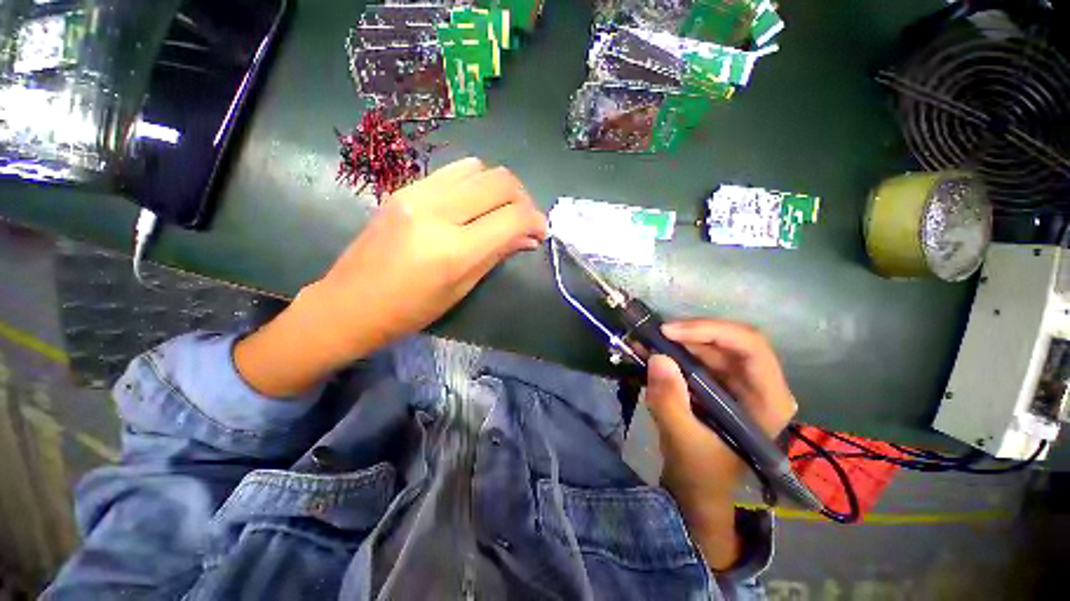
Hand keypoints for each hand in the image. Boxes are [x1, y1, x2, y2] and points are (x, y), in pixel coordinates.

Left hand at [235, 158, 547, 396]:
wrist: (350, 303)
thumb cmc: (411, 310)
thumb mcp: (462, 287)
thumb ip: (497, 254)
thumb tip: (528, 237)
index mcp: (454, 249)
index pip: (512, 217)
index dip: (536, 220)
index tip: (541, 231)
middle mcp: (437, 212)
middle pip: (499, 181)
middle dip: (523, 198)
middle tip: (524, 218)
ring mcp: (417, 194)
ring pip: (478, 167)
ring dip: (499, 186)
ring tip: (500, 208)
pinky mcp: (404, 188)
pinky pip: (452, 171)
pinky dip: (474, 182)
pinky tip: (472, 203)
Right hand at [643, 319, 796, 570]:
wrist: (695, 488)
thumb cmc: (699, 472)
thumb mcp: (682, 440)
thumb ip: (670, 401)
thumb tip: (657, 357)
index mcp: (767, 400)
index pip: (751, 347)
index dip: (711, 331)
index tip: (670, 332)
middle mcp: (758, 384)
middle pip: (728, 341)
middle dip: (689, 334)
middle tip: (654, 334)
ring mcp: (737, 382)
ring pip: (709, 345)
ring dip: (676, 341)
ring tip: (645, 340)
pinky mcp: (716, 383)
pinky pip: (696, 356)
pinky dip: (672, 350)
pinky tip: (649, 350)